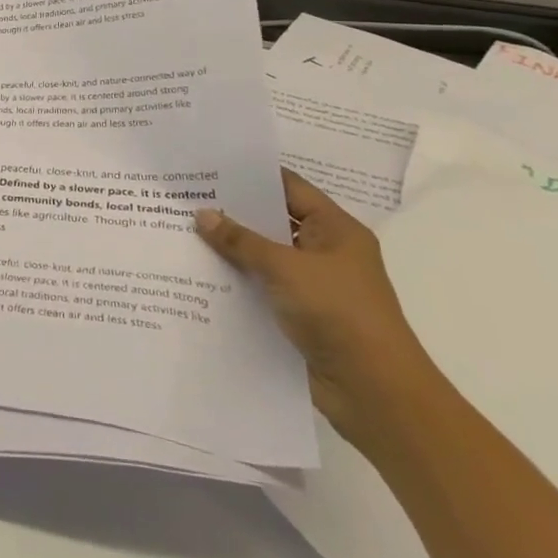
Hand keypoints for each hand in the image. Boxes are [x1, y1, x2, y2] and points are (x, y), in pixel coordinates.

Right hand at [196, 169, 434, 448]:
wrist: (376, 393)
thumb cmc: (340, 314)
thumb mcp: (286, 268)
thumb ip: (241, 240)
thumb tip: (202, 215)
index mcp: (336, 230)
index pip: (289, 187)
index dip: (251, 175)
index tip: (209, 164)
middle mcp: (326, 252)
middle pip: (273, 221)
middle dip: (232, 211)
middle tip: (185, 196)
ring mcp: (313, 285)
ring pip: (263, 256)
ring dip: (230, 248)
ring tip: (182, 230)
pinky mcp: (300, 315)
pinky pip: (261, 287)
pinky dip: (236, 280)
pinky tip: (199, 273)